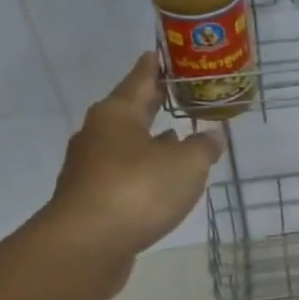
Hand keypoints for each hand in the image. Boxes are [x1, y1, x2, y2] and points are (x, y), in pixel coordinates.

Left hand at [35, 52, 224, 293]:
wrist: (86, 246)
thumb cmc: (138, 191)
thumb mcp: (187, 164)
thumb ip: (203, 147)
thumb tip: (212, 136)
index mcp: (117, 114)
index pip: (140, 79)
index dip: (156, 66)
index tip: (163, 53)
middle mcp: (98, 135)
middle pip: (131, 111)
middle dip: (154, 104)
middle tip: (178, 93)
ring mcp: (90, 168)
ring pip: (126, 145)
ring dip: (150, 141)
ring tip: (176, 138)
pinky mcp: (91, 199)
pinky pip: (123, 175)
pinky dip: (143, 171)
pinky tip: (160, 181)